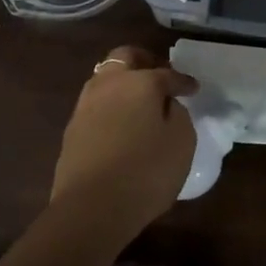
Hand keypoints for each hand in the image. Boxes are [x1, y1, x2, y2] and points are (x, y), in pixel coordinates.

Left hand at [49, 46, 198, 239]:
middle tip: (161, 77)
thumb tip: (166, 105)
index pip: (166, 74)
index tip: (193, 89)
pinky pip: (96, 104)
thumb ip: (178, 114)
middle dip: (145, 62)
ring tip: (140, 101)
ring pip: (105, 79)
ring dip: (124, 83)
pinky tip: (122, 124)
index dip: (183, 81)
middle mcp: (108, 84)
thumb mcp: (181, 141)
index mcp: (139, 82)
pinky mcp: (72, 130)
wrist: (90, 208)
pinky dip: (111, 105)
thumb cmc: (146, 171)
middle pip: (125, 58)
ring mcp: (85, 106)